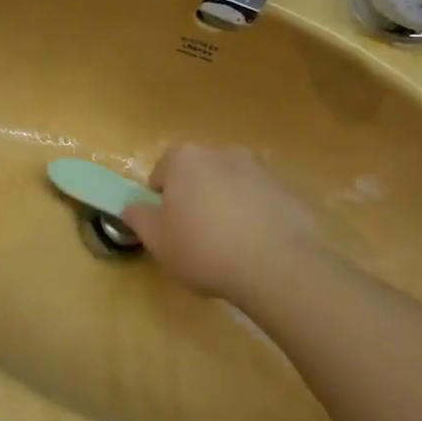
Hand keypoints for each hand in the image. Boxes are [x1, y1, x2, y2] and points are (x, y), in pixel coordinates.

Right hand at [122, 144, 335, 305]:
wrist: (280, 267)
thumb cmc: (205, 249)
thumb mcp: (157, 240)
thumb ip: (138, 218)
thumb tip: (132, 208)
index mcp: (185, 158)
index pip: (162, 172)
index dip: (161, 201)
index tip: (169, 227)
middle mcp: (222, 153)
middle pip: (199, 174)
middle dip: (196, 198)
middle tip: (198, 236)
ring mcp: (260, 170)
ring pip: (232, 186)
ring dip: (228, 205)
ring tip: (232, 245)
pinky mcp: (290, 191)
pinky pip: (263, 201)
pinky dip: (257, 216)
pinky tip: (259, 248)